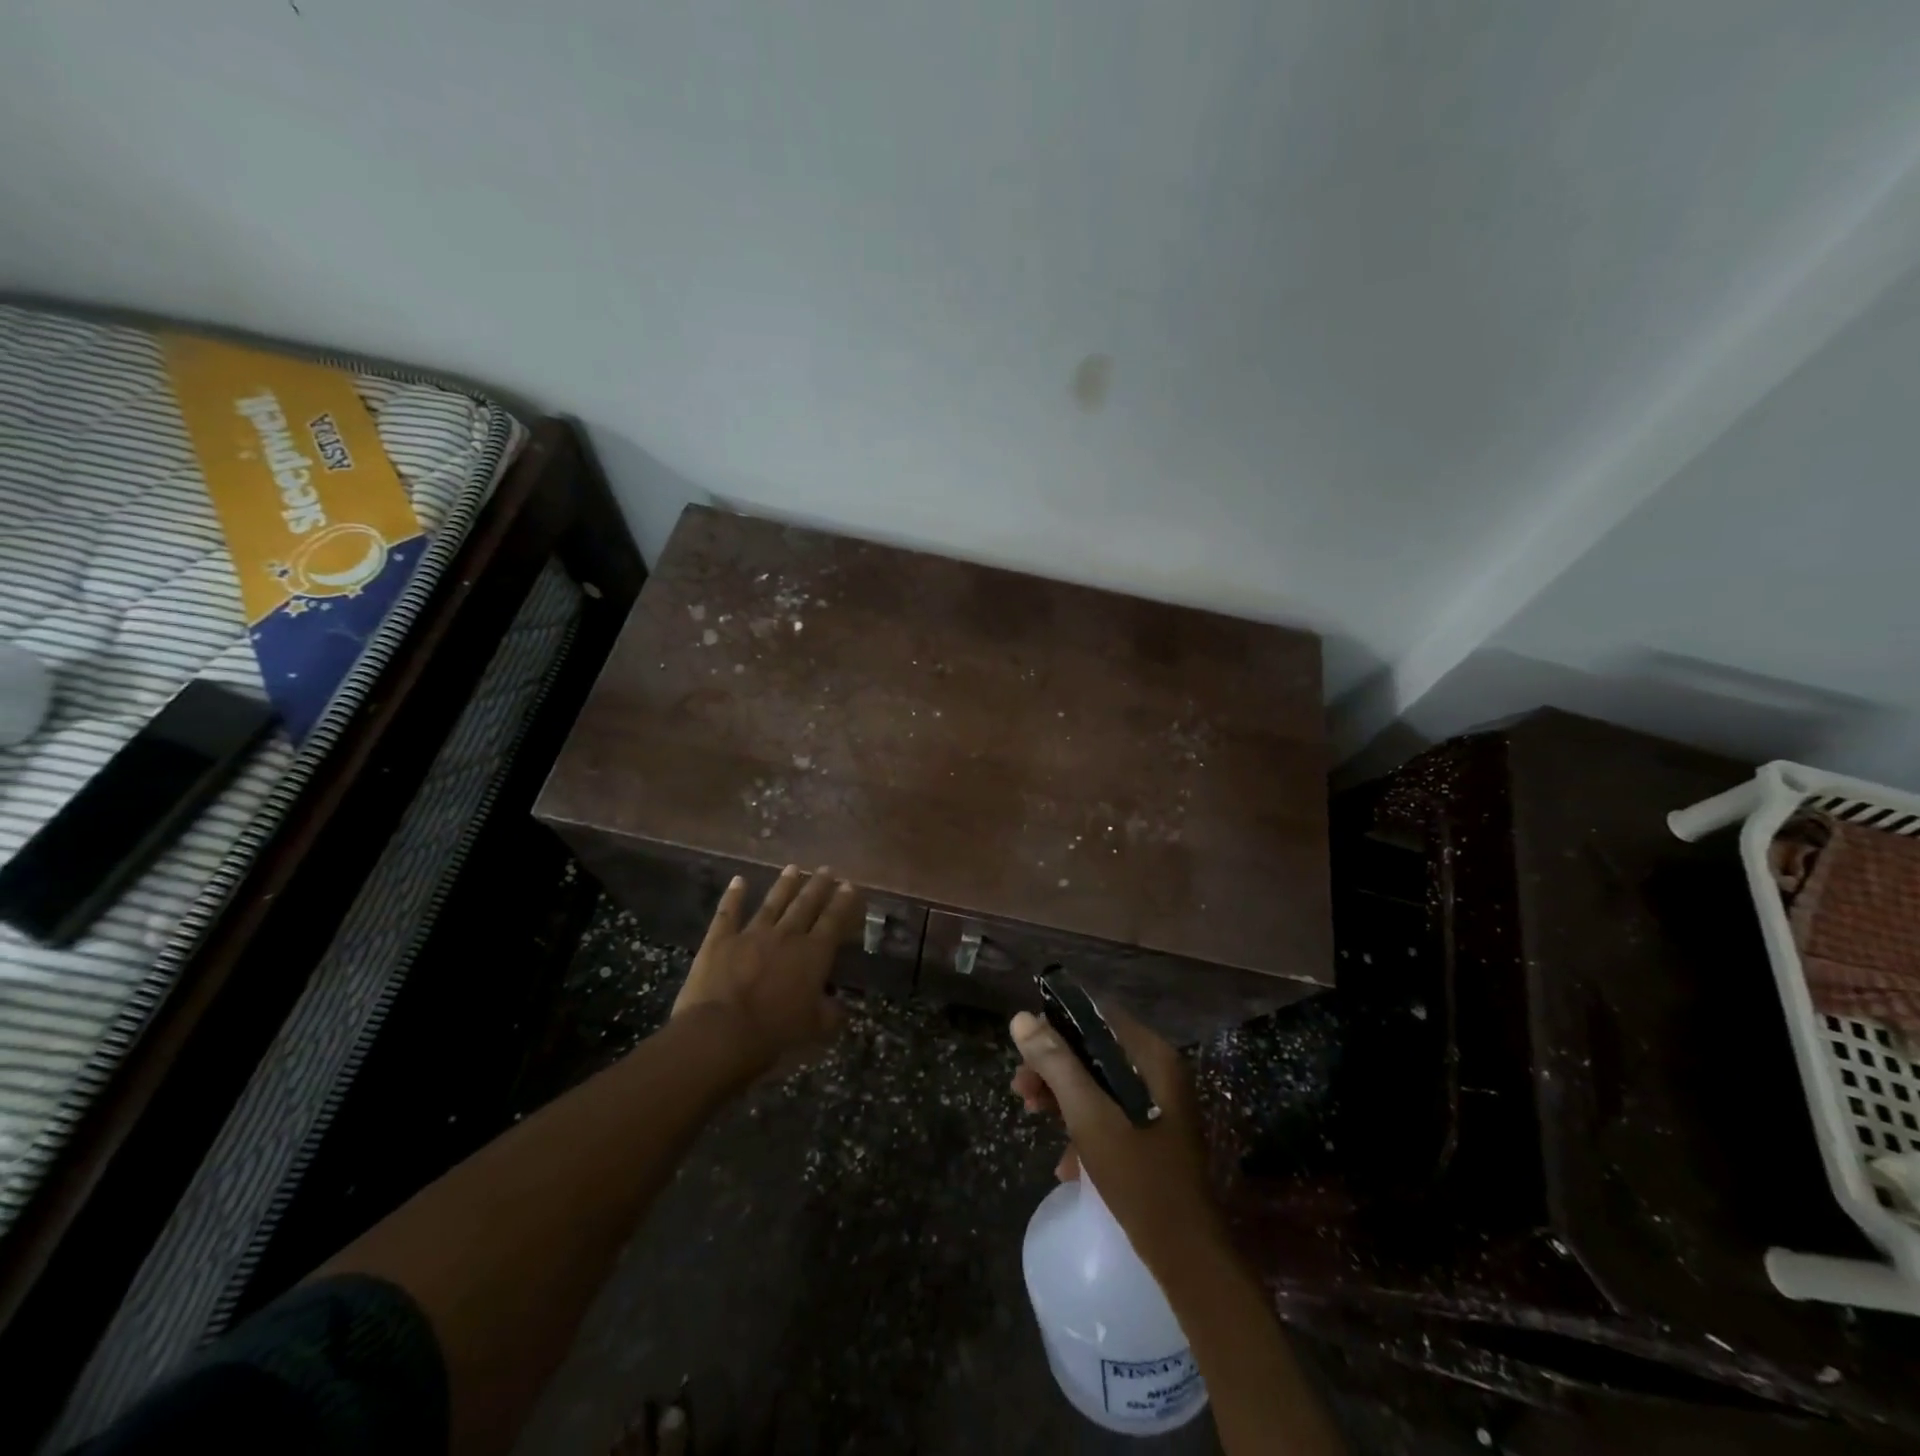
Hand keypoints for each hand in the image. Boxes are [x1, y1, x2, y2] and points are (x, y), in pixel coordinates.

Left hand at [673, 866, 861, 1073]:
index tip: (850, 886)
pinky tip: (738, 880)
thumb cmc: (774, 1034)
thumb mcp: (814, 1029)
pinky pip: (728, 913)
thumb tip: (840, 1006)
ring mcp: (751, 934)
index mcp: (813, 955)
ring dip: (784, 885)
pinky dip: (733, 896)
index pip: (833, 921)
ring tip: (794, 868)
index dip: (843, 903)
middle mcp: (786, 936)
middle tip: (827, 869)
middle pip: (806, 904)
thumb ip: (830, 1014)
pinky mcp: (720, 940)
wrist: (721, 1034)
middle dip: (818, 886)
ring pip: (772, 903)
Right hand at [1010, 1004, 1221, 1271]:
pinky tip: (1064, 1163)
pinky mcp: (1153, 1133)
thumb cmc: (1139, 1178)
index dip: (1057, 1026)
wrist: (1187, 1258)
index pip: (1097, 1017)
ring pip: (1099, 1082)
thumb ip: (1056, 1064)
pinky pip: (1110, 1112)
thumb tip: (1021, 1018)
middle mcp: (1159, 1072)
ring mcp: (1159, 1104)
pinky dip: (1084, 1125)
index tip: (1025, 1050)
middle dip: (1054, 1066)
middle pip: (1095, 1050)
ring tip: (1031, 1113)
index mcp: (1152, 1057)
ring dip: (1063, 1095)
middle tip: (1021, 1088)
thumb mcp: (1089, 1117)